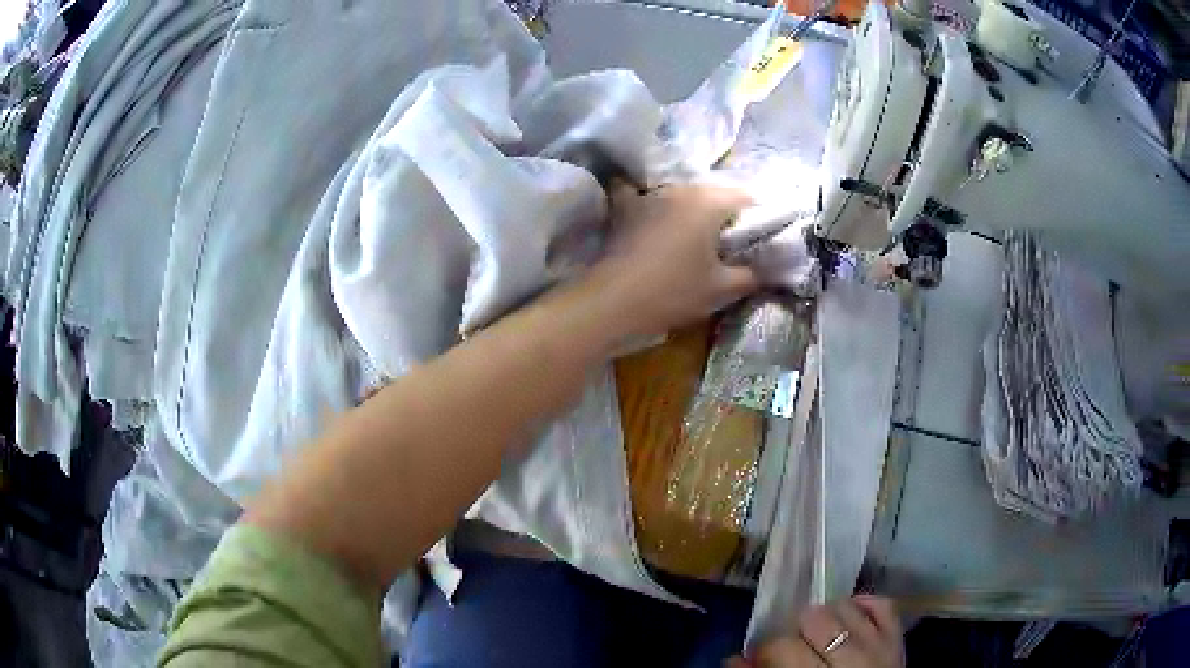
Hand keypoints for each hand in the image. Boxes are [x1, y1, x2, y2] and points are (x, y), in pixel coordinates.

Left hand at [583, 183, 758, 339]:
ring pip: (684, 195)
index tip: (762, 238)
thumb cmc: (674, 292)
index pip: (747, 197)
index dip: (759, 216)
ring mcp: (651, 195)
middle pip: (715, 193)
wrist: (613, 301)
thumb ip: (752, 275)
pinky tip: (655, 217)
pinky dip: (653, 203)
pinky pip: (646, 196)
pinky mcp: (627, 208)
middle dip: (728, 213)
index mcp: (709, 202)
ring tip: (699, 238)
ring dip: (695, 210)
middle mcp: (681, 188)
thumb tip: (768, 270)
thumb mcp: (721, 289)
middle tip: (734, 241)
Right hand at [728, 597, 903, 667]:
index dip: (765, 649)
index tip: (761, 658)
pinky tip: (849, 618)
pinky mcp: (897, 638)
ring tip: (819, 635)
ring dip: (826, 617)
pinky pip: (882, 604)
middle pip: (812, 618)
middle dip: (795, 632)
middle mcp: (850, 659)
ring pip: (844, 606)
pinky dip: (863, 605)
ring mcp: (878, 645)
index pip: (782, 646)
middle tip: (792, 648)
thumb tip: (734, 658)